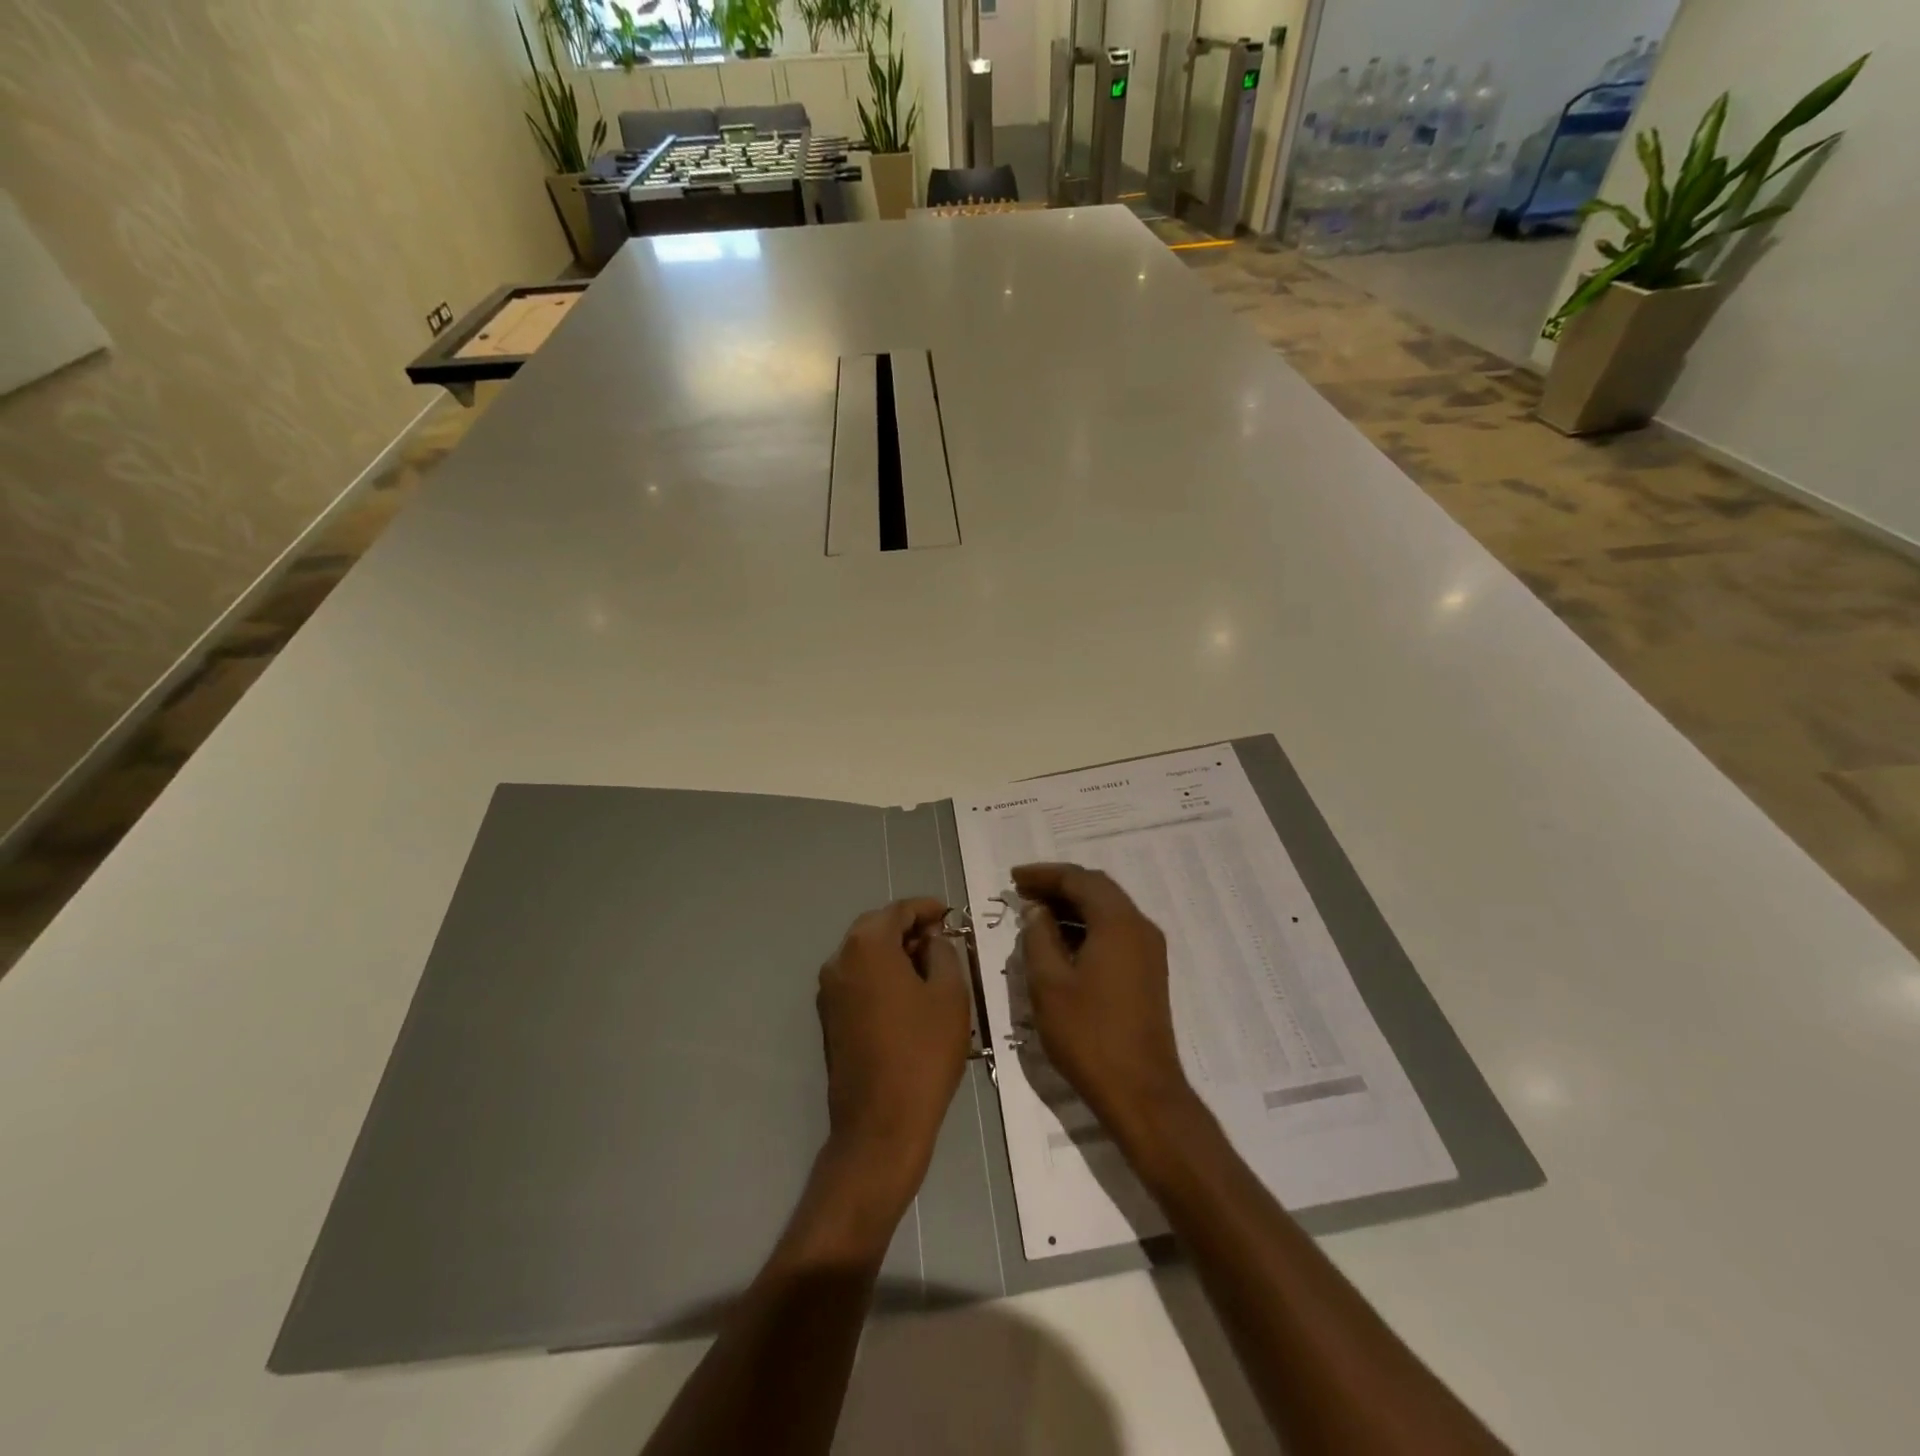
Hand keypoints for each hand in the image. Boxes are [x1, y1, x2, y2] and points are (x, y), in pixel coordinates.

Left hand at [816, 898, 971, 1212]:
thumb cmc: (923, 1052)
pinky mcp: (829, 1017)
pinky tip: (908, 993)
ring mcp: (829, 990)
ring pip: (865, 954)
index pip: (899, 910)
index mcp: (867, 946)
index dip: (927, 908)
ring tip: (929, 966)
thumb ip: (943, 953)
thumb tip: (932, 940)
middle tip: (942, 939)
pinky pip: (858, 979)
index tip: (950, 915)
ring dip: (894, 952)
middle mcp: (840, 960)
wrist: (881, 1123)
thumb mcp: (950, 995)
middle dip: (909, 928)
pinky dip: (881, 974)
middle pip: (876, 928)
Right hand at [1012, 863, 1197, 1145]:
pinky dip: (1086, 926)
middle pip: (1097, 889)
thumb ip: (1039, 938)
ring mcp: (1149, 950)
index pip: (1078, 880)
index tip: (1013, 878)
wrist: (1141, 1091)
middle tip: (1022, 891)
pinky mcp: (1148, 971)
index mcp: (1118, 922)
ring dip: (1072, 906)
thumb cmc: (1089, 1035)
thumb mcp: (1049, 983)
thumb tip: (1037, 911)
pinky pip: (1115, 931)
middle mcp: (1140, 927)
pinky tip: (1060, 942)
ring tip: (1035, 913)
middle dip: (1058, 885)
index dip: (1043, 874)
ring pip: (1107, 910)